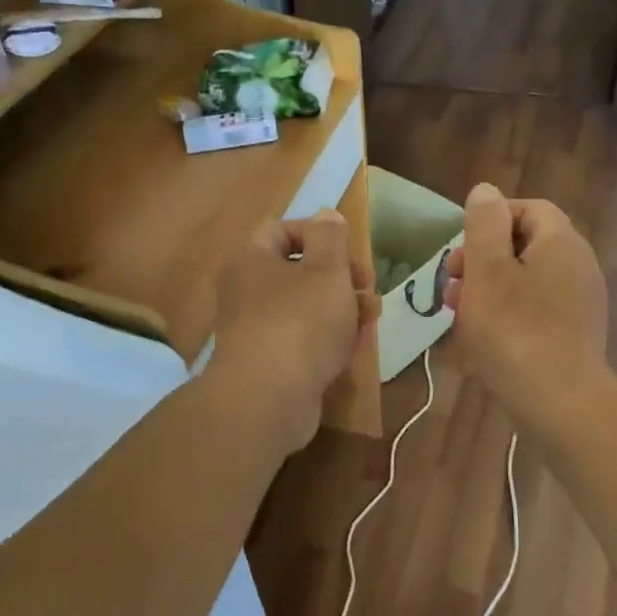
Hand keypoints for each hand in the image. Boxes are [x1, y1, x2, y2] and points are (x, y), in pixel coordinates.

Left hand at [210, 210, 377, 454]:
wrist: (268, 399)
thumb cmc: (301, 323)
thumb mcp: (327, 270)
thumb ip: (331, 237)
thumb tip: (326, 215)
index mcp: (252, 259)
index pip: (282, 229)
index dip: (320, 234)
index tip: (350, 255)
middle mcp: (246, 290)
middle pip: (298, 271)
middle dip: (339, 277)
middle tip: (368, 289)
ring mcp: (254, 329)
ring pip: (304, 307)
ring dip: (340, 308)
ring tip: (370, 320)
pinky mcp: (267, 362)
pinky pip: (300, 340)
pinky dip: (326, 339)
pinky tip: (352, 349)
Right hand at [442, 182, 609, 433]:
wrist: (560, 403)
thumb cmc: (515, 332)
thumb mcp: (488, 271)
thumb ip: (484, 225)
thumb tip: (486, 191)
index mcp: (561, 242)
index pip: (528, 209)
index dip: (490, 221)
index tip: (460, 250)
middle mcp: (578, 265)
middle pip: (525, 246)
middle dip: (483, 260)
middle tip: (451, 286)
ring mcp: (580, 303)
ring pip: (527, 281)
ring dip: (489, 290)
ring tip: (458, 316)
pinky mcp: (575, 334)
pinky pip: (536, 310)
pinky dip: (508, 315)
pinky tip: (482, 341)